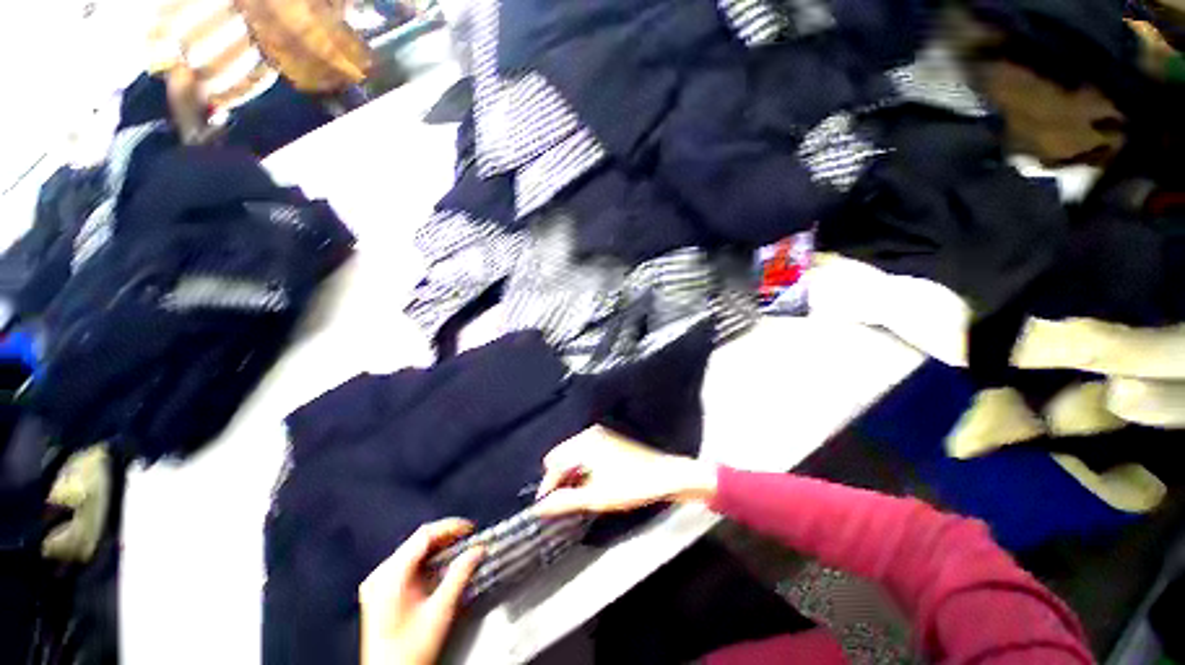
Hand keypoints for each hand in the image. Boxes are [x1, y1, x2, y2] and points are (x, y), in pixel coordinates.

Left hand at [358, 519, 483, 664]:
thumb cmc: (410, 651)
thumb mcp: (440, 611)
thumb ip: (460, 575)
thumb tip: (477, 550)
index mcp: (390, 576)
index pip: (424, 535)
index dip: (450, 527)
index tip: (471, 529)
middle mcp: (380, 575)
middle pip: (417, 541)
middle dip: (446, 537)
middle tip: (469, 538)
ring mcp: (377, 583)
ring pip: (413, 551)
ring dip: (438, 548)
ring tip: (460, 549)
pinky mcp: (380, 592)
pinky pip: (406, 564)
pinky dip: (427, 561)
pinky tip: (441, 566)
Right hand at [533, 426, 717, 517]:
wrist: (666, 476)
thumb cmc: (635, 484)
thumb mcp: (596, 497)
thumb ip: (565, 501)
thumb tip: (541, 507)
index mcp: (586, 443)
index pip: (554, 462)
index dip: (548, 486)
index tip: (546, 506)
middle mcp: (592, 434)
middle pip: (562, 457)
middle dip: (560, 480)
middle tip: (565, 503)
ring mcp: (602, 436)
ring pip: (574, 456)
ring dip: (572, 475)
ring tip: (580, 496)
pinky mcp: (610, 441)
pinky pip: (586, 454)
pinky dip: (584, 469)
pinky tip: (592, 485)